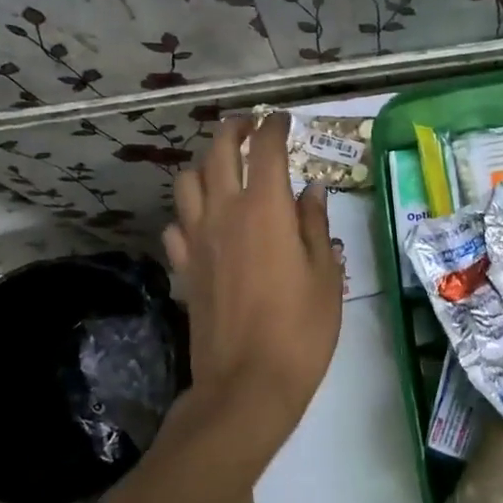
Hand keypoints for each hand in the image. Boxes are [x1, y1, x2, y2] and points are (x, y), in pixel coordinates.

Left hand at [163, 114, 343, 443]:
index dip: (274, 126)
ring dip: (204, 166)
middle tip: (250, 127)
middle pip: (218, 152)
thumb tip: (311, 191)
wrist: (248, 383)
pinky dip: (189, 214)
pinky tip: (204, 224)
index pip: (265, 149)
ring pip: (187, 182)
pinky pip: (177, 226)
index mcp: (265, 209)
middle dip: (233, 129)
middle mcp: (224, 213)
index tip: (283, 120)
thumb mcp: (325, 275)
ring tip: (223, 171)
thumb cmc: (300, 329)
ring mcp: (197, 240)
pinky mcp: (184, 268)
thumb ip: (316, 226)